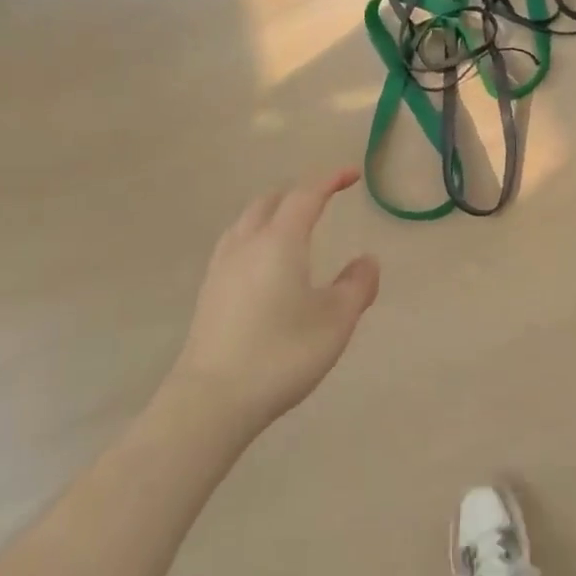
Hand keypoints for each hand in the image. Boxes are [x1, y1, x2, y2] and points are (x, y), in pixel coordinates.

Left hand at [171, 167, 380, 431]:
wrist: (212, 400)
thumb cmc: (282, 353)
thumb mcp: (336, 321)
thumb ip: (357, 285)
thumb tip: (367, 260)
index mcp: (280, 241)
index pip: (306, 195)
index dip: (330, 180)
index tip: (352, 175)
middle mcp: (247, 243)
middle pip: (271, 201)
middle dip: (299, 192)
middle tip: (324, 199)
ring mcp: (222, 267)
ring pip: (247, 220)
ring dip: (273, 211)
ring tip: (293, 224)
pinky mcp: (209, 291)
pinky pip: (234, 243)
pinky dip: (255, 234)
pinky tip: (262, 260)